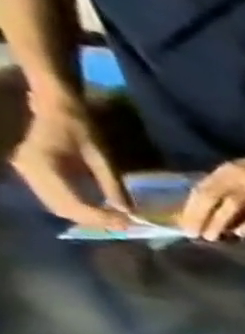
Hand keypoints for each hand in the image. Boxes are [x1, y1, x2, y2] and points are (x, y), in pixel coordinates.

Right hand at [10, 98, 130, 230]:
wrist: (56, 109)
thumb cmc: (81, 128)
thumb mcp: (103, 158)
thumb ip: (113, 186)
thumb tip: (128, 212)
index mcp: (44, 164)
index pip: (72, 202)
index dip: (100, 217)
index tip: (128, 224)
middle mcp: (29, 170)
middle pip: (62, 208)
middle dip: (94, 221)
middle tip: (126, 225)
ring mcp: (27, 172)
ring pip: (57, 206)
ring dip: (86, 217)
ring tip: (117, 220)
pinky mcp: (33, 173)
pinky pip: (55, 198)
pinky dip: (78, 208)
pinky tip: (101, 211)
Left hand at [179, 146, 244, 240]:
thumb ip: (230, 185)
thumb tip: (213, 209)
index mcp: (228, 170)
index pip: (202, 190)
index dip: (190, 208)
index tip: (184, 225)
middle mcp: (239, 177)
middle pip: (212, 197)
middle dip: (200, 216)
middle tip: (193, 235)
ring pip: (232, 206)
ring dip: (219, 222)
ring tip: (211, 237)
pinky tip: (241, 234)